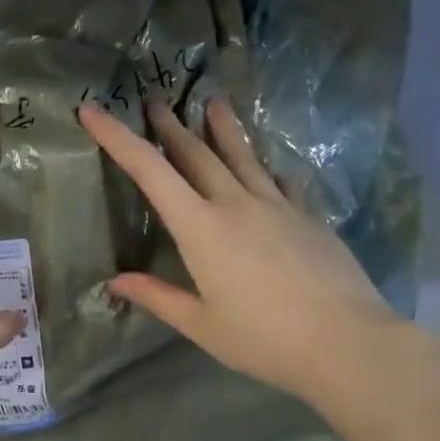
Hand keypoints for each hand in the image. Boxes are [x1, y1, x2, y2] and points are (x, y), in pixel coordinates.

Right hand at [78, 98, 405, 405]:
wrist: (346, 341)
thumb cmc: (262, 339)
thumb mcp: (200, 325)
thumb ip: (157, 297)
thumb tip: (115, 282)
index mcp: (201, 229)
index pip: (149, 172)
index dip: (117, 138)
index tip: (93, 110)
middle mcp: (236, 204)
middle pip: (196, 154)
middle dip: (169, 126)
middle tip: (154, 99)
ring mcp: (278, 206)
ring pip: (243, 156)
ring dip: (223, 129)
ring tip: (214, 102)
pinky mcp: (308, 217)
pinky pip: (281, 182)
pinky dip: (267, 169)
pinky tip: (270, 167)